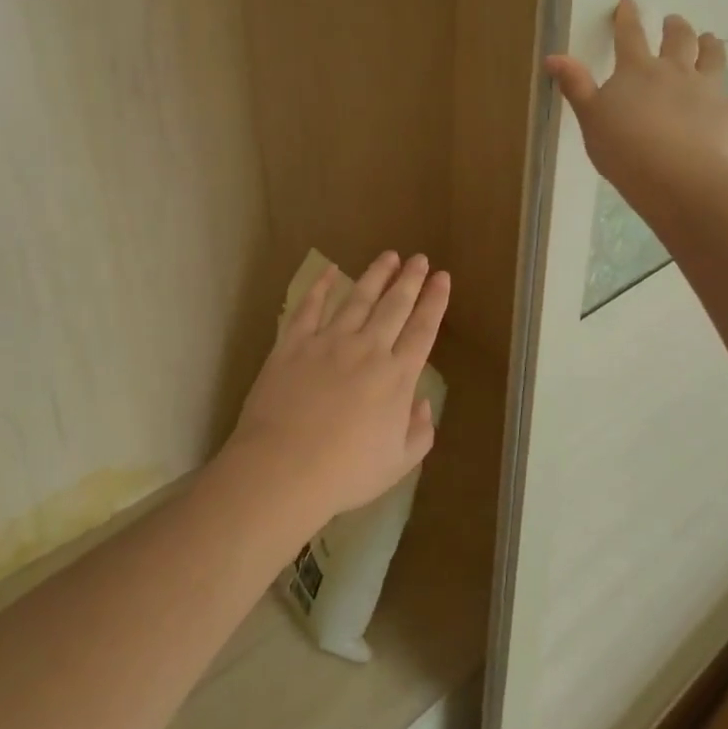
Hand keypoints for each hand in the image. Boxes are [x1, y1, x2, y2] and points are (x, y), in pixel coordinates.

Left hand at [221, 253, 447, 531]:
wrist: (285, 466)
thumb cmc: (346, 472)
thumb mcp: (398, 463)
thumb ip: (420, 432)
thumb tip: (424, 403)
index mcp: (397, 376)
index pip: (423, 329)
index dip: (435, 301)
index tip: (442, 278)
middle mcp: (367, 349)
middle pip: (394, 306)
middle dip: (410, 279)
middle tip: (420, 258)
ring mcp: (328, 341)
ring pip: (357, 298)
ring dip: (375, 275)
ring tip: (388, 256)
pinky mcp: (294, 343)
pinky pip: (310, 307)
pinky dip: (320, 287)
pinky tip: (329, 271)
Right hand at [545, 0, 727, 208]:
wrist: (675, 177)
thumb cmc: (623, 147)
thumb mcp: (589, 117)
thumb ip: (575, 85)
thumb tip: (553, 56)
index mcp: (637, 70)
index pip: (630, 36)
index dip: (627, 18)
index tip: (629, 2)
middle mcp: (676, 71)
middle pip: (679, 40)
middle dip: (675, 27)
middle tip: (675, 21)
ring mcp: (709, 91)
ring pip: (714, 58)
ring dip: (712, 46)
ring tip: (711, 39)